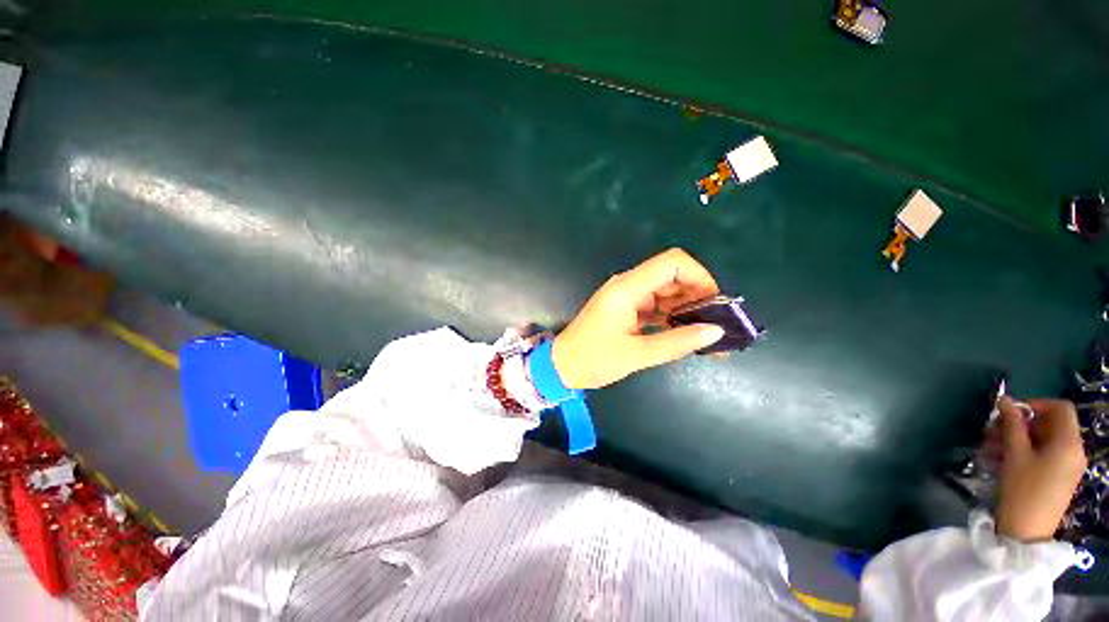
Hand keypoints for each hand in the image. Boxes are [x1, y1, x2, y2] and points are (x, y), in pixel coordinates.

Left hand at [551, 248, 725, 389]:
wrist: (562, 366)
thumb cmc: (594, 359)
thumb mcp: (638, 354)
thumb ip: (678, 342)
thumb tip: (716, 332)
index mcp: (627, 288)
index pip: (672, 263)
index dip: (699, 276)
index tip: (714, 303)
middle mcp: (628, 286)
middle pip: (672, 276)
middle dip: (697, 295)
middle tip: (715, 323)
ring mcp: (627, 297)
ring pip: (666, 292)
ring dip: (687, 309)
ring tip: (705, 333)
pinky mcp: (626, 309)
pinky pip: (656, 306)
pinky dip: (672, 317)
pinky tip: (685, 334)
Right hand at [994, 397, 1086, 541]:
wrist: (1027, 532)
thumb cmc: (1023, 488)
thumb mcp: (1015, 454)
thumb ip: (1012, 424)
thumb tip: (1004, 400)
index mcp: (1068, 442)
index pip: (1060, 408)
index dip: (1036, 404)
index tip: (1009, 412)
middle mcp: (1073, 450)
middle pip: (1049, 425)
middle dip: (1018, 425)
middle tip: (990, 431)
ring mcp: (1066, 466)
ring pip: (1041, 441)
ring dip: (1014, 439)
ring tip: (988, 447)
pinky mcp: (1057, 477)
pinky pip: (1041, 455)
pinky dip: (1021, 452)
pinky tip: (998, 460)